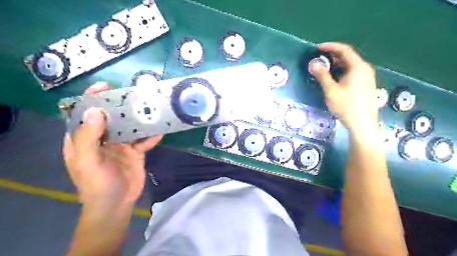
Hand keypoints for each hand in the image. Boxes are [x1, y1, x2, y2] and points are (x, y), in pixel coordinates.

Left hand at [62, 83, 161, 208]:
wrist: (117, 204)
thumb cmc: (97, 184)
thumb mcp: (88, 162)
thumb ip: (89, 137)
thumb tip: (95, 110)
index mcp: (84, 139)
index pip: (84, 114)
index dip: (92, 98)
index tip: (104, 86)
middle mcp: (102, 139)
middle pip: (111, 117)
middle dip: (120, 105)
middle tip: (133, 94)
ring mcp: (121, 145)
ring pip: (130, 127)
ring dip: (139, 119)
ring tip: (150, 108)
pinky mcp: (136, 151)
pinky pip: (144, 140)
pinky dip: (151, 136)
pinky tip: (159, 131)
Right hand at [311, 42, 378, 132]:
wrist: (362, 124)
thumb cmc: (346, 106)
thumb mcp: (331, 91)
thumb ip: (322, 76)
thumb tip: (313, 64)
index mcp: (358, 67)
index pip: (344, 50)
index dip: (331, 47)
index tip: (318, 48)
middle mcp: (365, 69)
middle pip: (348, 57)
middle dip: (333, 56)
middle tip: (319, 59)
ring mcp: (367, 78)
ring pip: (350, 66)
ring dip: (337, 65)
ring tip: (324, 69)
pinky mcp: (365, 85)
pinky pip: (352, 73)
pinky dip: (342, 72)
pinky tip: (334, 79)